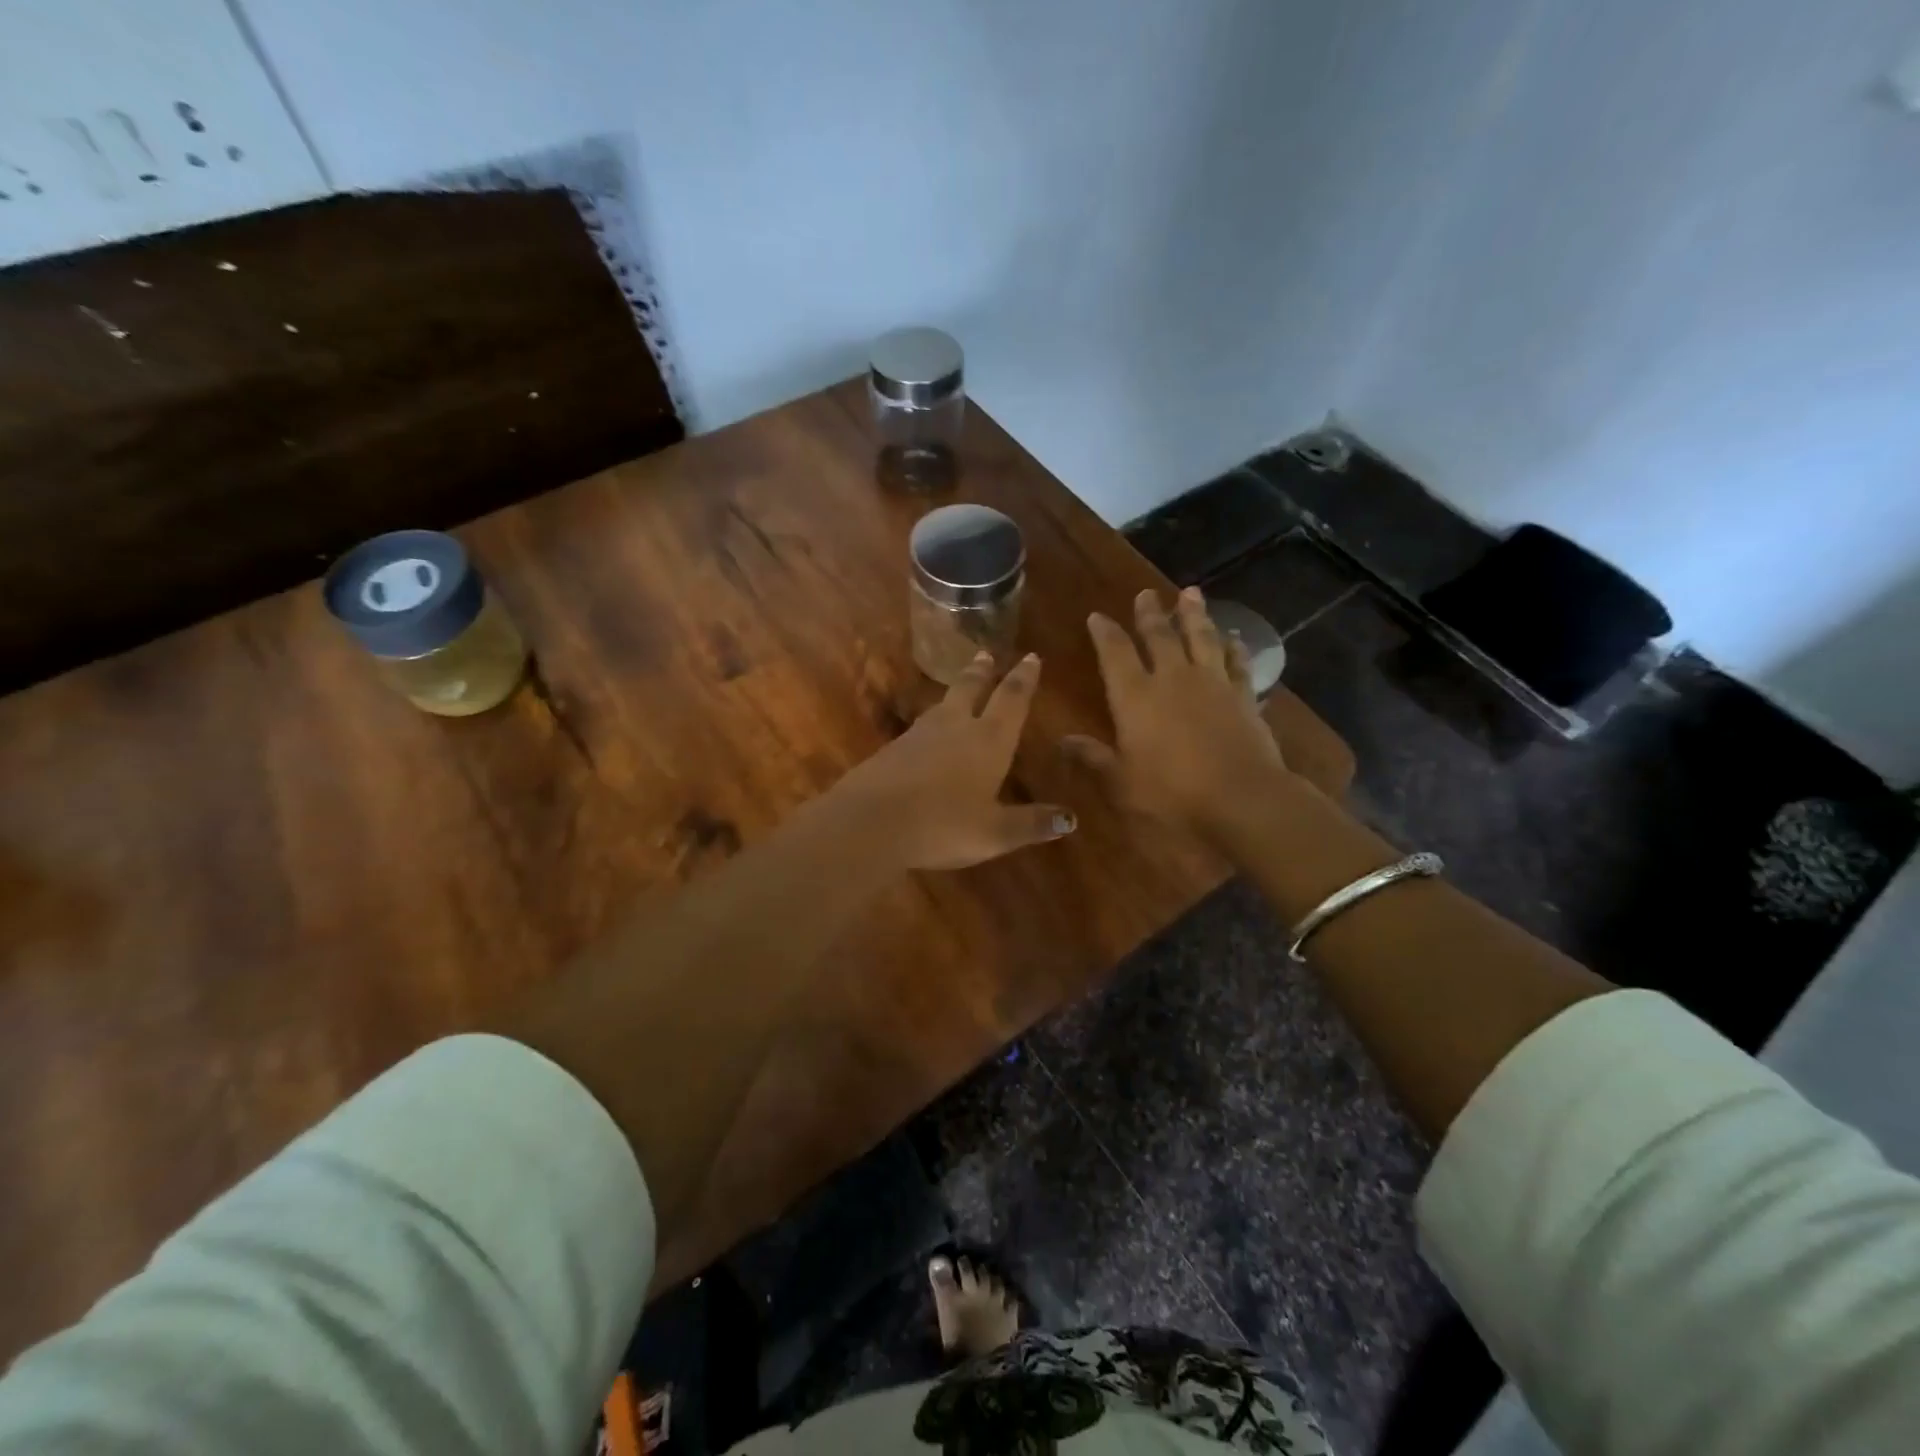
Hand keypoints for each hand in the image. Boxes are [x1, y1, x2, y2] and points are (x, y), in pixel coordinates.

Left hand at [837, 651, 1075, 870]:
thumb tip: (1070, 819)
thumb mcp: (995, 833)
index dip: (1024, 678)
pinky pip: (920, 727)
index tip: (1031, 657)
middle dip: (983, 672)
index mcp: (988, 740)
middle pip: (971, 689)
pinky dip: (932, 722)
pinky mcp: (892, 749)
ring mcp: (919, 735)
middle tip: (987, 654)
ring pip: (943, 704)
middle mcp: (955, 727)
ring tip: (961, 686)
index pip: (1011, 700)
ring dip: (955, 691)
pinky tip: (927, 733)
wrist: (871, 821)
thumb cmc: (943, 825)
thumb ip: (1032, 823)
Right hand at [1064, 587, 1287, 834]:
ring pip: (1201, 638)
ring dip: (1194, 615)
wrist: (1242, 797)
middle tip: (1146, 593)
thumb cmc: (1172, 793)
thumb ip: (1093, 758)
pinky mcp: (1243, 696)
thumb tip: (1062, 741)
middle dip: (1149, 614)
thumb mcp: (1121, 782)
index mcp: (1135, 697)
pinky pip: (1237, 663)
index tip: (1097, 616)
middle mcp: (1172, 679)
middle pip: (1159, 636)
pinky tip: (1234, 637)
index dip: (1104, 633)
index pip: (1115, 654)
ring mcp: (1212, 684)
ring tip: (1191, 593)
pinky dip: (1234, 647)